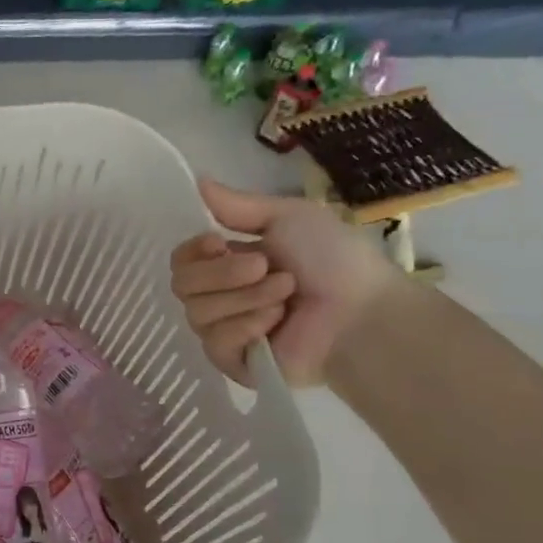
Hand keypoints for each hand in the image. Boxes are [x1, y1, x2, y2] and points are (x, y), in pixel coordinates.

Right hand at [170, 178, 401, 386]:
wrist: (361, 312)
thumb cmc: (333, 260)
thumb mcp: (288, 217)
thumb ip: (237, 205)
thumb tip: (197, 180)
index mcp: (229, 263)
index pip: (181, 260)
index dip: (192, 251)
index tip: (218, 242)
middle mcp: (220, 297)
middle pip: (182, 284)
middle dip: (224, 273)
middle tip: (266, 268)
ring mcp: (224, 331)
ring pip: (197, 313)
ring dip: (244, 298)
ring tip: (285, 296)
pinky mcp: (233, 361)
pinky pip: (214, 342)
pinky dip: (245, 326)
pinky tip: (275, 324)